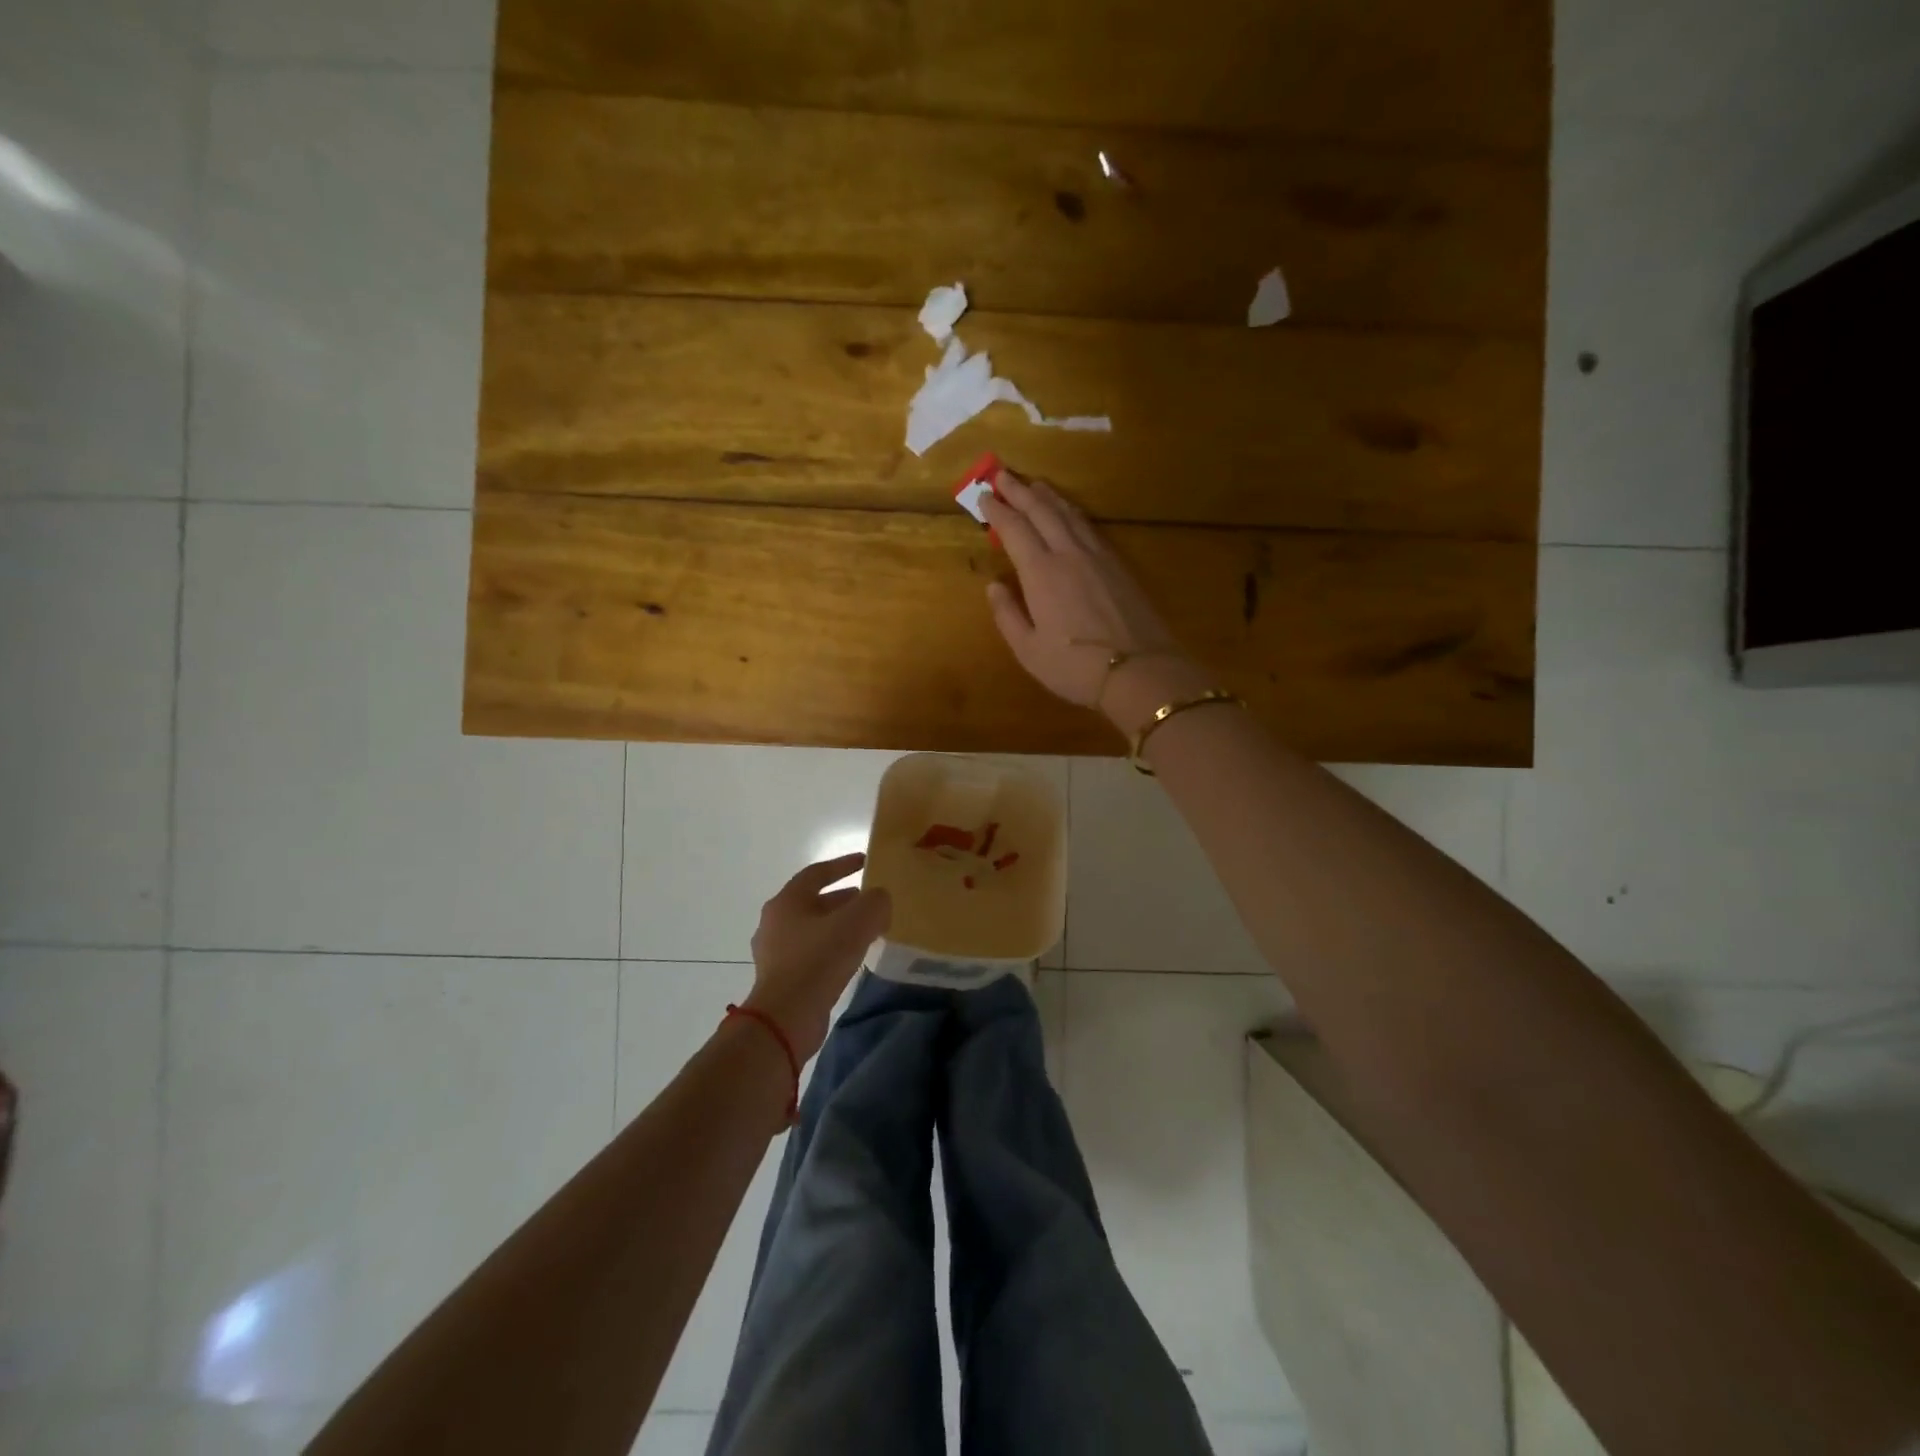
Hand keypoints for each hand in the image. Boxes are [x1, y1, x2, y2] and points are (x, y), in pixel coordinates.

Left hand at [746, 855, 891, 1061]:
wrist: (786, 1018)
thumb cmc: (818, 960)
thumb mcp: (857, 922)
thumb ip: (875, 902)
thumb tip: (880, 900)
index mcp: (787, 901)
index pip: (817, 873)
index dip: (843, 864)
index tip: (865, 861)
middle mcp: (775, 922)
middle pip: (814, 902)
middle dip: (844, 899)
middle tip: (870, 901)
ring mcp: (775, 953)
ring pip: (813, 929)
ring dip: (839, 926)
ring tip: (868, 930)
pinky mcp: (781, 979)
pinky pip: (811, 954)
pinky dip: (832, 949)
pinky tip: (852, 959)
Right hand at [981, 471, 1191, 710]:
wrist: (1139, 671)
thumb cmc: (1075, 667)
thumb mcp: (1028, 650)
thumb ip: (1007, 615)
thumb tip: (994, 585)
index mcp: (1041, 573)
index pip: (1014, 530)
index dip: (997, 511)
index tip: (983, 496)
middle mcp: (1068, 554)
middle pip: (1041, 511)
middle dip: (1019, 491)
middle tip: (1001, 473)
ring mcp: (1097, 557)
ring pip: (1069, 514)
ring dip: (1047, 496)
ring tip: (1034, 484)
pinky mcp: (1118, 565)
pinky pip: (1089, 527)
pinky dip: (1072, 512)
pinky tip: (1069, 513)